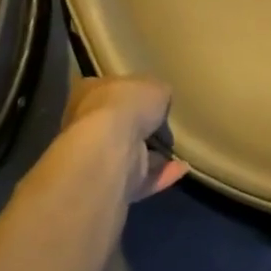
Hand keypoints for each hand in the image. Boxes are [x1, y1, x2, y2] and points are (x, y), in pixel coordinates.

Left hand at [61, 75, 186, 202]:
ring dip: (153, 154)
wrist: (110, 150)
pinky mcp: (112, 185)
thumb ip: (158, 92)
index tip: (148, 96)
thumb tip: (160, 99)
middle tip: (165, 124)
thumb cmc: (126, 105)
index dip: (128, 91)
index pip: (107, 88)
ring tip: (178, 149)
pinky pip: (142, 178)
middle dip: (139, 127)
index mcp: (89, 93)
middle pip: (117, 124)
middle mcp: (87, 125)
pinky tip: (183, 167)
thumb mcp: (154, 86)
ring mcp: (98, 157)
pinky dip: (162, 174)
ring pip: (129, 154)